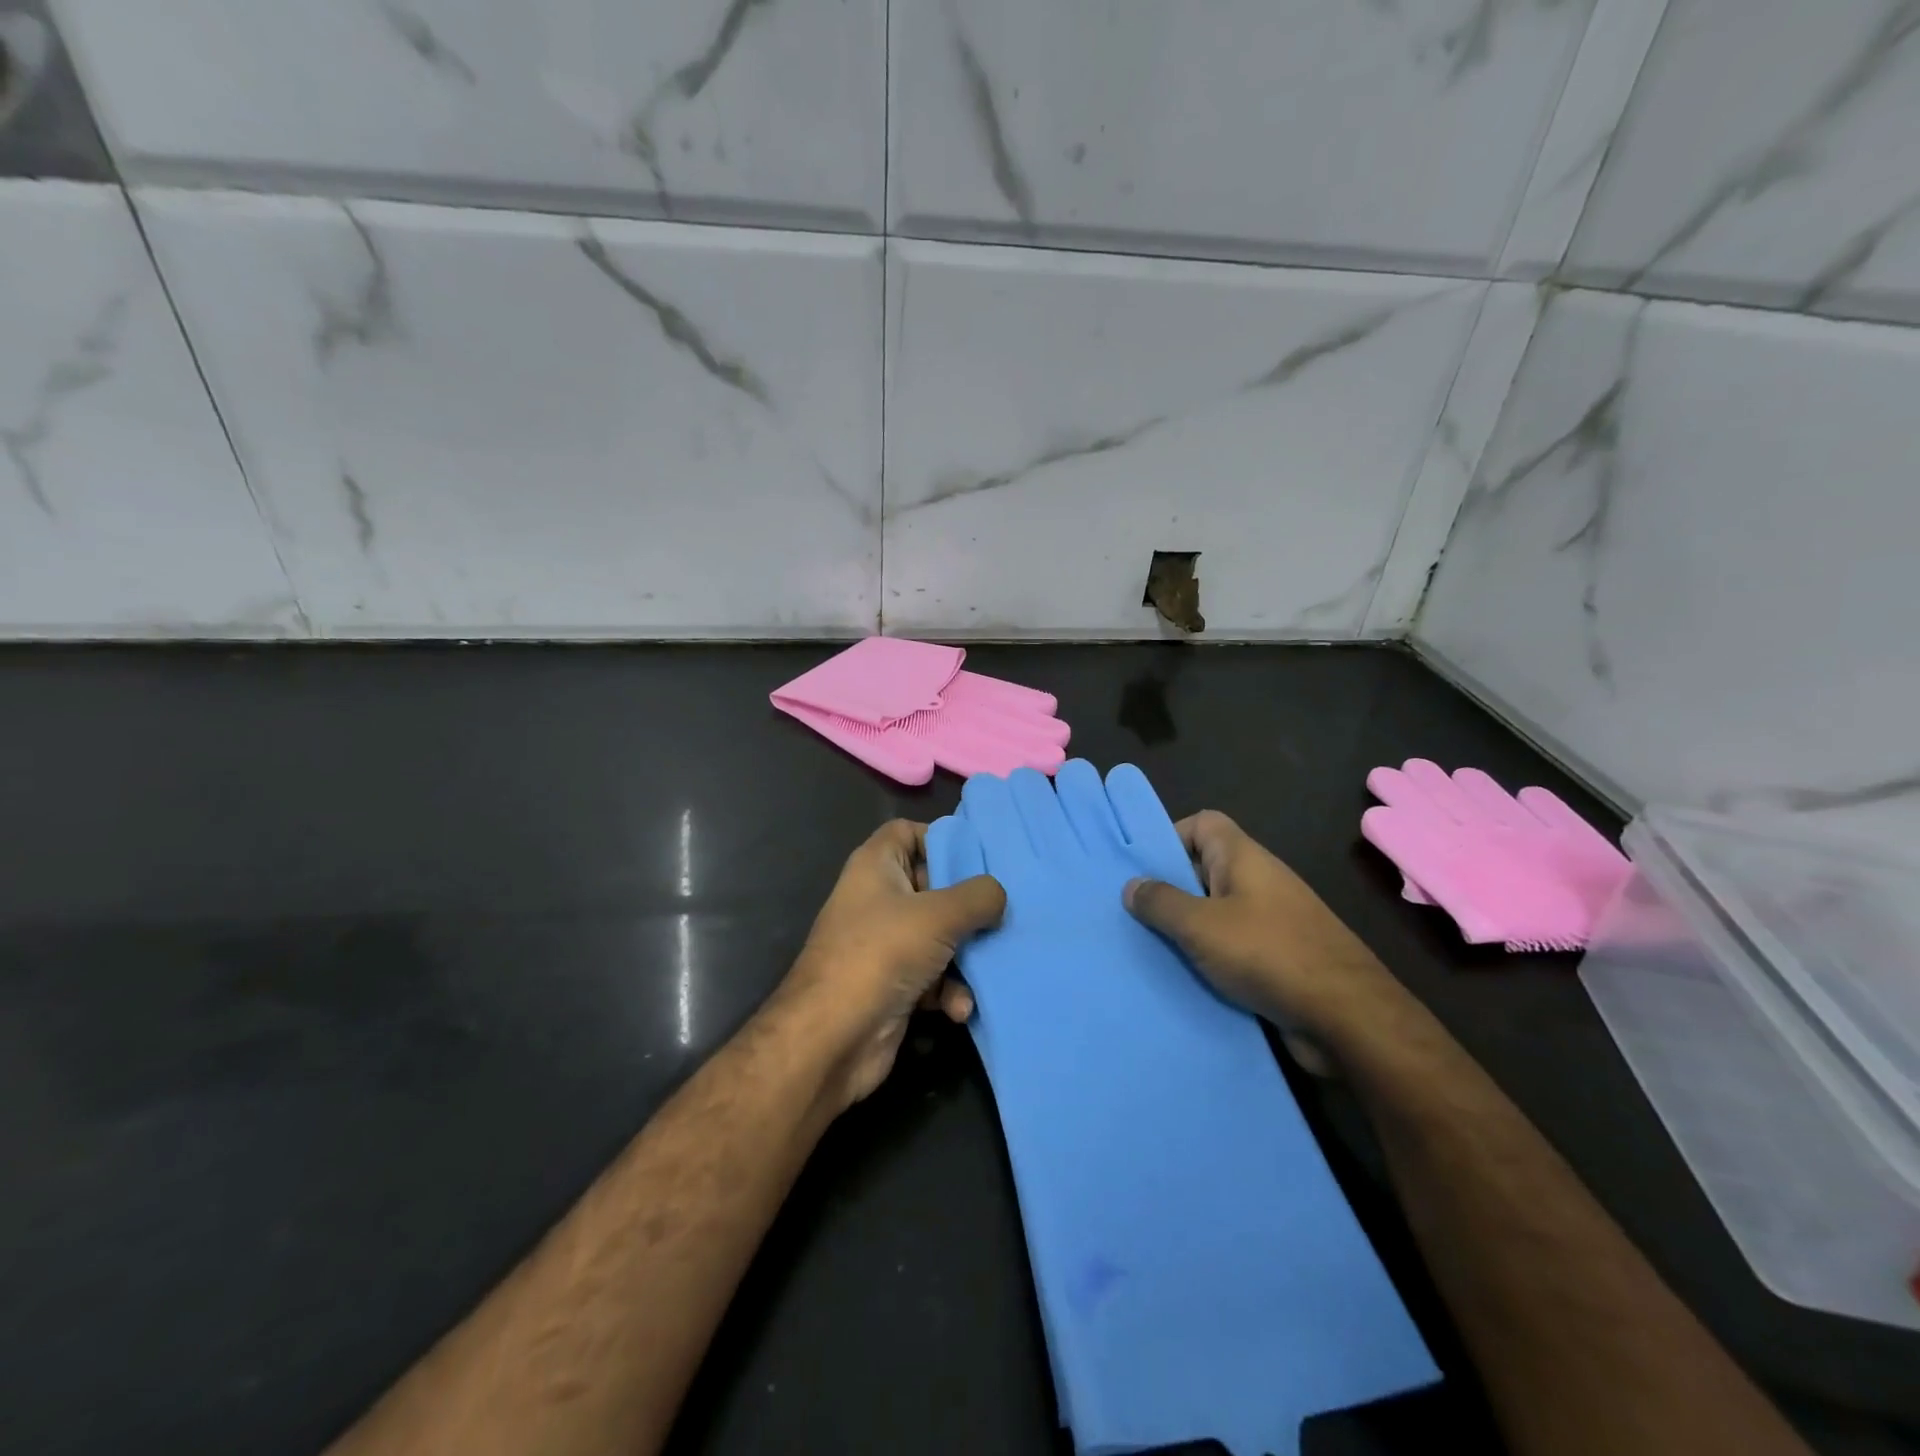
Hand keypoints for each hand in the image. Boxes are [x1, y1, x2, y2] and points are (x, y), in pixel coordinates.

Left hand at [780, 820, 1004, 1108]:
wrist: (832, 1039)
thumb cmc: (882, 954)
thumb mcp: (939, 915)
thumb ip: (978, 896)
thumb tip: (998, 895)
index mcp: (876, 866)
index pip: (906, 832)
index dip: (940, 838)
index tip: (980, 858)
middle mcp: (878, 899)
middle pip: (932, 886)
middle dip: (968, 904)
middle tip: (1002, 912)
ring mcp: (884, 944)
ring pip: (938, 936)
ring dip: (965, 956)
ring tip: (987, 968)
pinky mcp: (892, 984)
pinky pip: (932, 976)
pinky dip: (949, 990)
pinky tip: (960, 1007)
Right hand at [1123, 810, 1409, 1055]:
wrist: (1347, 1018)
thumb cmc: (1268, 954)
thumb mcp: (1200, 926)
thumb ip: (1161, 903)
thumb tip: (1132, 885)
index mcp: (1243, 858)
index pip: (1203, 823)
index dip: (1170, 836)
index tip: (1142, 869)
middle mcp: (1259, 881)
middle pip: (1205, 868)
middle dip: (1171, 888)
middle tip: (1134, 912)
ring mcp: (1274, 920)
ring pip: (1218, 911)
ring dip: (1189, 927)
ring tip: (1152, 947)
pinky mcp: (1281, 957)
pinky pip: (1234, 945)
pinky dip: (1211, 956)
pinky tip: (1187, 977)